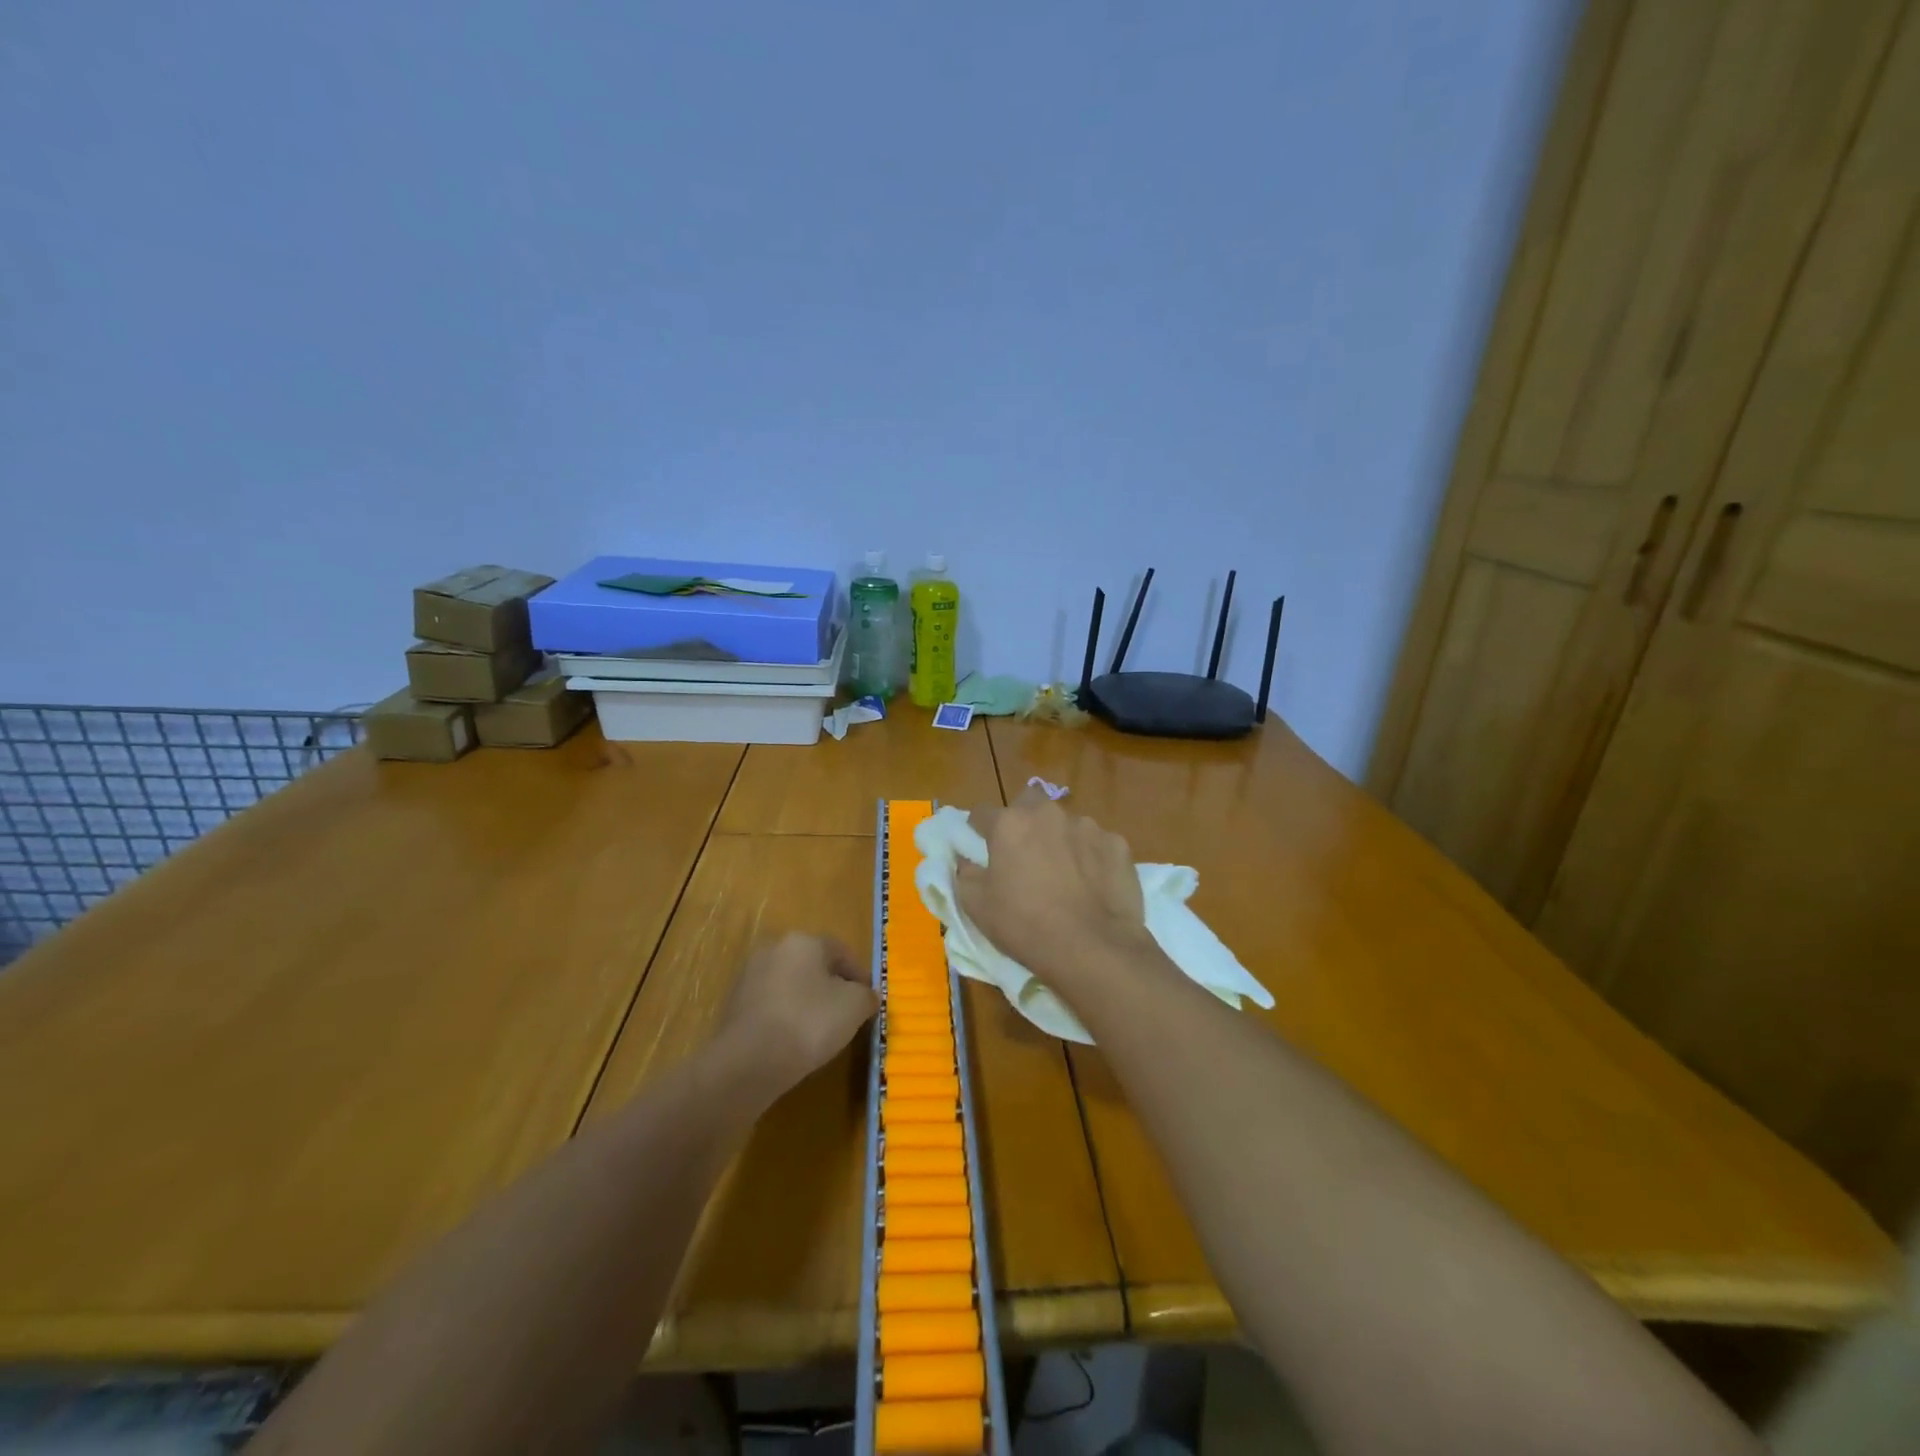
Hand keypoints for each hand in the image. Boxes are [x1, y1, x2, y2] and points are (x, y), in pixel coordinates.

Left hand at [716, 933, 877, 1096]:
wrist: (748, 1061)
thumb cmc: (809, 1022)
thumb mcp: (855, 1006)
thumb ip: (866, 996)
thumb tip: (866, 996)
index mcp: (804, 941)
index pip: (842, 952)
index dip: (860, 976)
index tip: (869, 1002)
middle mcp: (774, 948)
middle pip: (813, 966)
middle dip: (831, 987)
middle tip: (846, 1015)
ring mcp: (750, 976)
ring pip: (790, 986)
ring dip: (806, 1002)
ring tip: (821, 1032)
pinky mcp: (734, 1005)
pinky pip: (771, 1006)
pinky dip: (785, 1018)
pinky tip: (794, 1041)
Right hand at [954, 787, 1149, 998]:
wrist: (1092, 948)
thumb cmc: (1025, 925)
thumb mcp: (976, 906)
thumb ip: (965, 873)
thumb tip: (967, 861)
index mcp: (1010, 824)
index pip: (981, 814)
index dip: (978, 831)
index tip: (981, 850)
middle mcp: (1048, 814)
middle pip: (1029, 802)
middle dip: (1024, 820)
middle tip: (1024, 854)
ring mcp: (1088, 826)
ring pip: (1066, 824)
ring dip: (1060, 840)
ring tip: (1065, 875)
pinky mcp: (1118, 845)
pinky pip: (1097, 844)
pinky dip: (1092, 858)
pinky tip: (1093, 885)